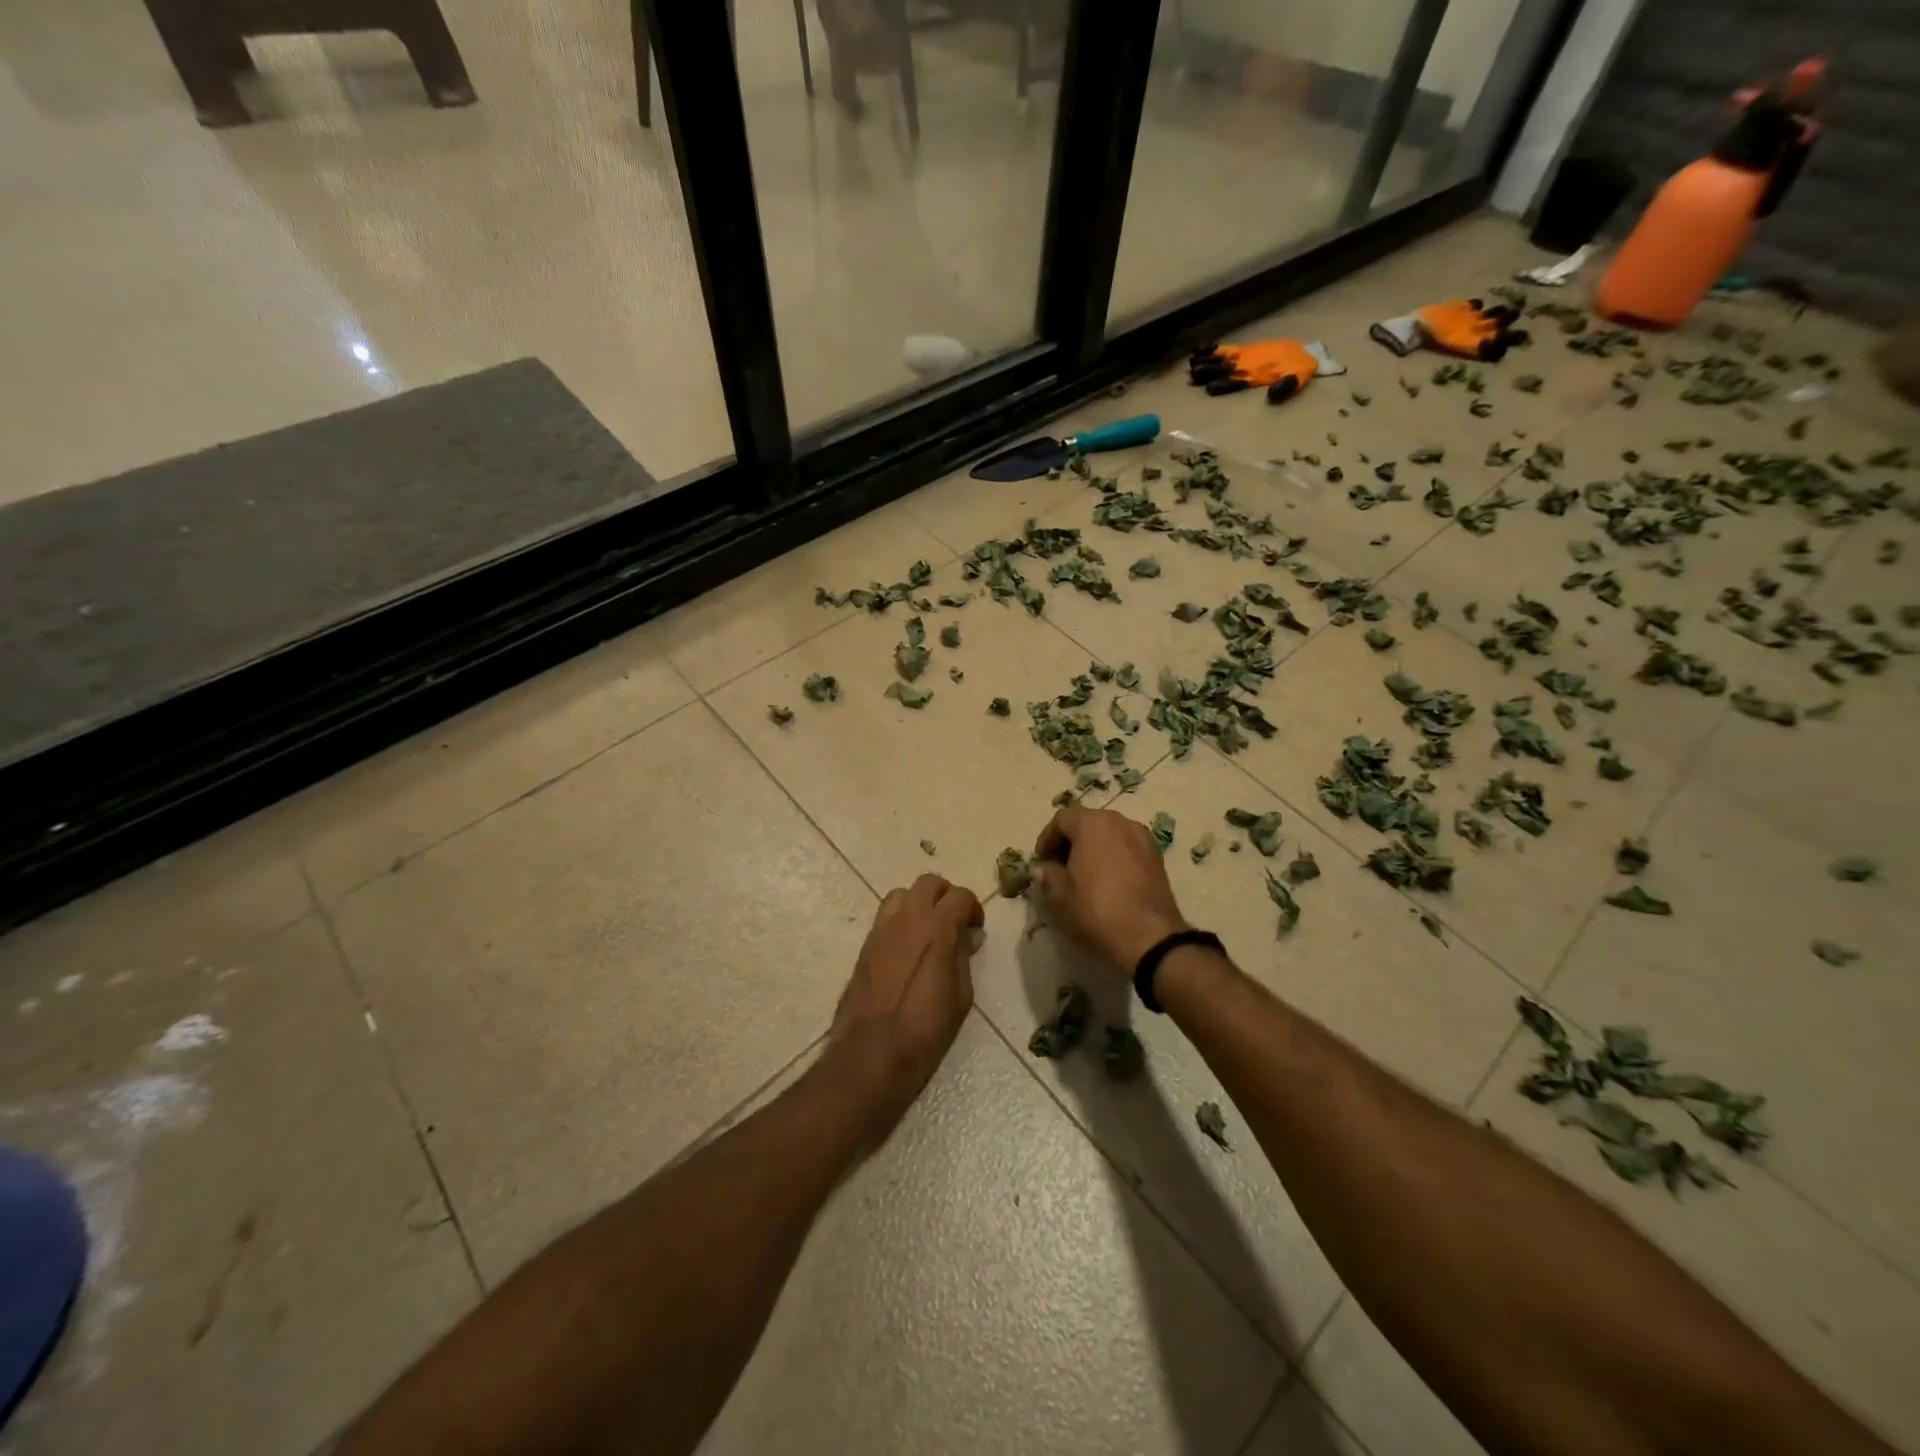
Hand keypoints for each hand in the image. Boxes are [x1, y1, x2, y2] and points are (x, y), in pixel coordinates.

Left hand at [829, 874, 982, 1137]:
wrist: (872, 1055)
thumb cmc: (926, 1031)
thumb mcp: (960, 996)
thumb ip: (964, 957)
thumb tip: (967, 936)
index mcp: (936, 928)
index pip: (960, 895)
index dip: (973, 908)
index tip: (976, 928)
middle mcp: (907, 919)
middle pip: (929, 883)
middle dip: (946, 896)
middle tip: (955, 922)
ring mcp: (881, 930)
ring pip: (902, 895)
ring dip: (919, 903)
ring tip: (928, 931)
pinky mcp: (865, 946)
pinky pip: (885, 918)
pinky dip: (901, 921)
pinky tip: (908, 949)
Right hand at [1032, 806, 1189, 976]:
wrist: (1150, 938)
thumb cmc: (1097, 910)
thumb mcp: (1060, 896)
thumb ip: (1047, 875)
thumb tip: (1042, 868)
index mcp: (1093, 824)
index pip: (1062, 818)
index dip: (1047, 838)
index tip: (1041, 861)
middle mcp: (1120, 821)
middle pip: (1087, 822)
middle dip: (1071, 841)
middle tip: (1059, 867)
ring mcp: (1142, 838)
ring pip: (1109, 834)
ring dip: (1093, 848)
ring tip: (1084, 875)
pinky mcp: (1157, 857)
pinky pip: (1127, 847)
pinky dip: (1113, 857)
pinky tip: (1108, 882)